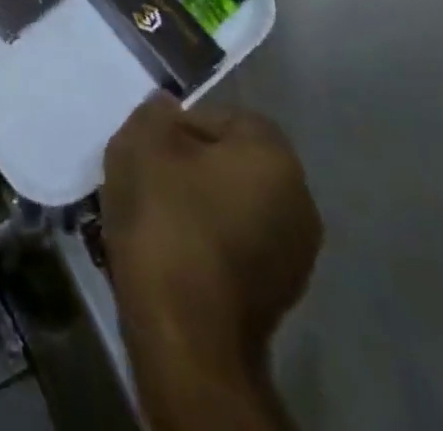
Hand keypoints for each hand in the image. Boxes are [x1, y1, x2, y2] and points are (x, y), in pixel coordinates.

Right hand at [103, 96, 320, 371]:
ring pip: (233, 206)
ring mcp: (295, 256)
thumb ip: (157, 113)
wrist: (185, 333)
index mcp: (275, 157)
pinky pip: (236, 246)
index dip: (183, 124)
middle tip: (148, 176)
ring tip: (154, 216)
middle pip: (233, 164)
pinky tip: (172, 251)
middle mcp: (300, 202)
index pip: (228, 117)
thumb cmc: (166, 218)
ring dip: (197, 205)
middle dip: (191, 165)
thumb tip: (170, 110)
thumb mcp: (142, 141)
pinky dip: (206, 242)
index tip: (150, 145)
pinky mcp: (278, 298)